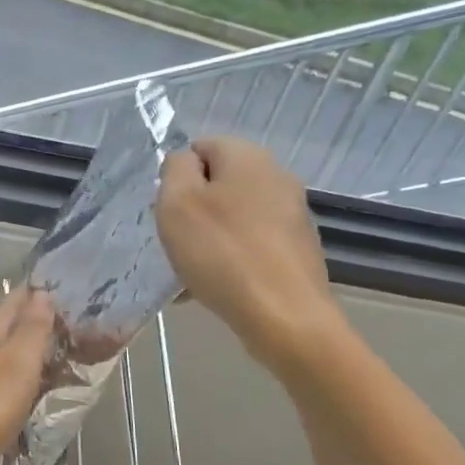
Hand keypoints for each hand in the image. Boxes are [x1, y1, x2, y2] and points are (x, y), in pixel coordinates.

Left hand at [0, 289, 54, 464]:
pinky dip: (11, 382)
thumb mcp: (17, 365)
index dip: (40, 295)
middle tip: (71, 332)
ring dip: (23, 356)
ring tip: (51, 363)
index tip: (68, 296)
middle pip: (6, 327)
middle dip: (34, 326)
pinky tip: (20, 395)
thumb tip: (42, 293)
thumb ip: (32, 329)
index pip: (15, 301)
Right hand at [156, 137, 342, 366]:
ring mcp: (292, 215)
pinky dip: (230, 260)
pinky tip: (216, 288)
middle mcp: (277, 177)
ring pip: (234, 218)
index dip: (176, 176)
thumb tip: (185, 162)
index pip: (200, 147)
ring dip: (209, 239)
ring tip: (190, 274)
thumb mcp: (177, 203)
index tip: (166, 210)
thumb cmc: (222, 254)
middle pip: (218, 184)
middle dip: (192, 210)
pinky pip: (251, 245)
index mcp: (248, 157)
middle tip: (175, 242)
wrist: (286, 318)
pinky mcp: (298, 250)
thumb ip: (175, 170)